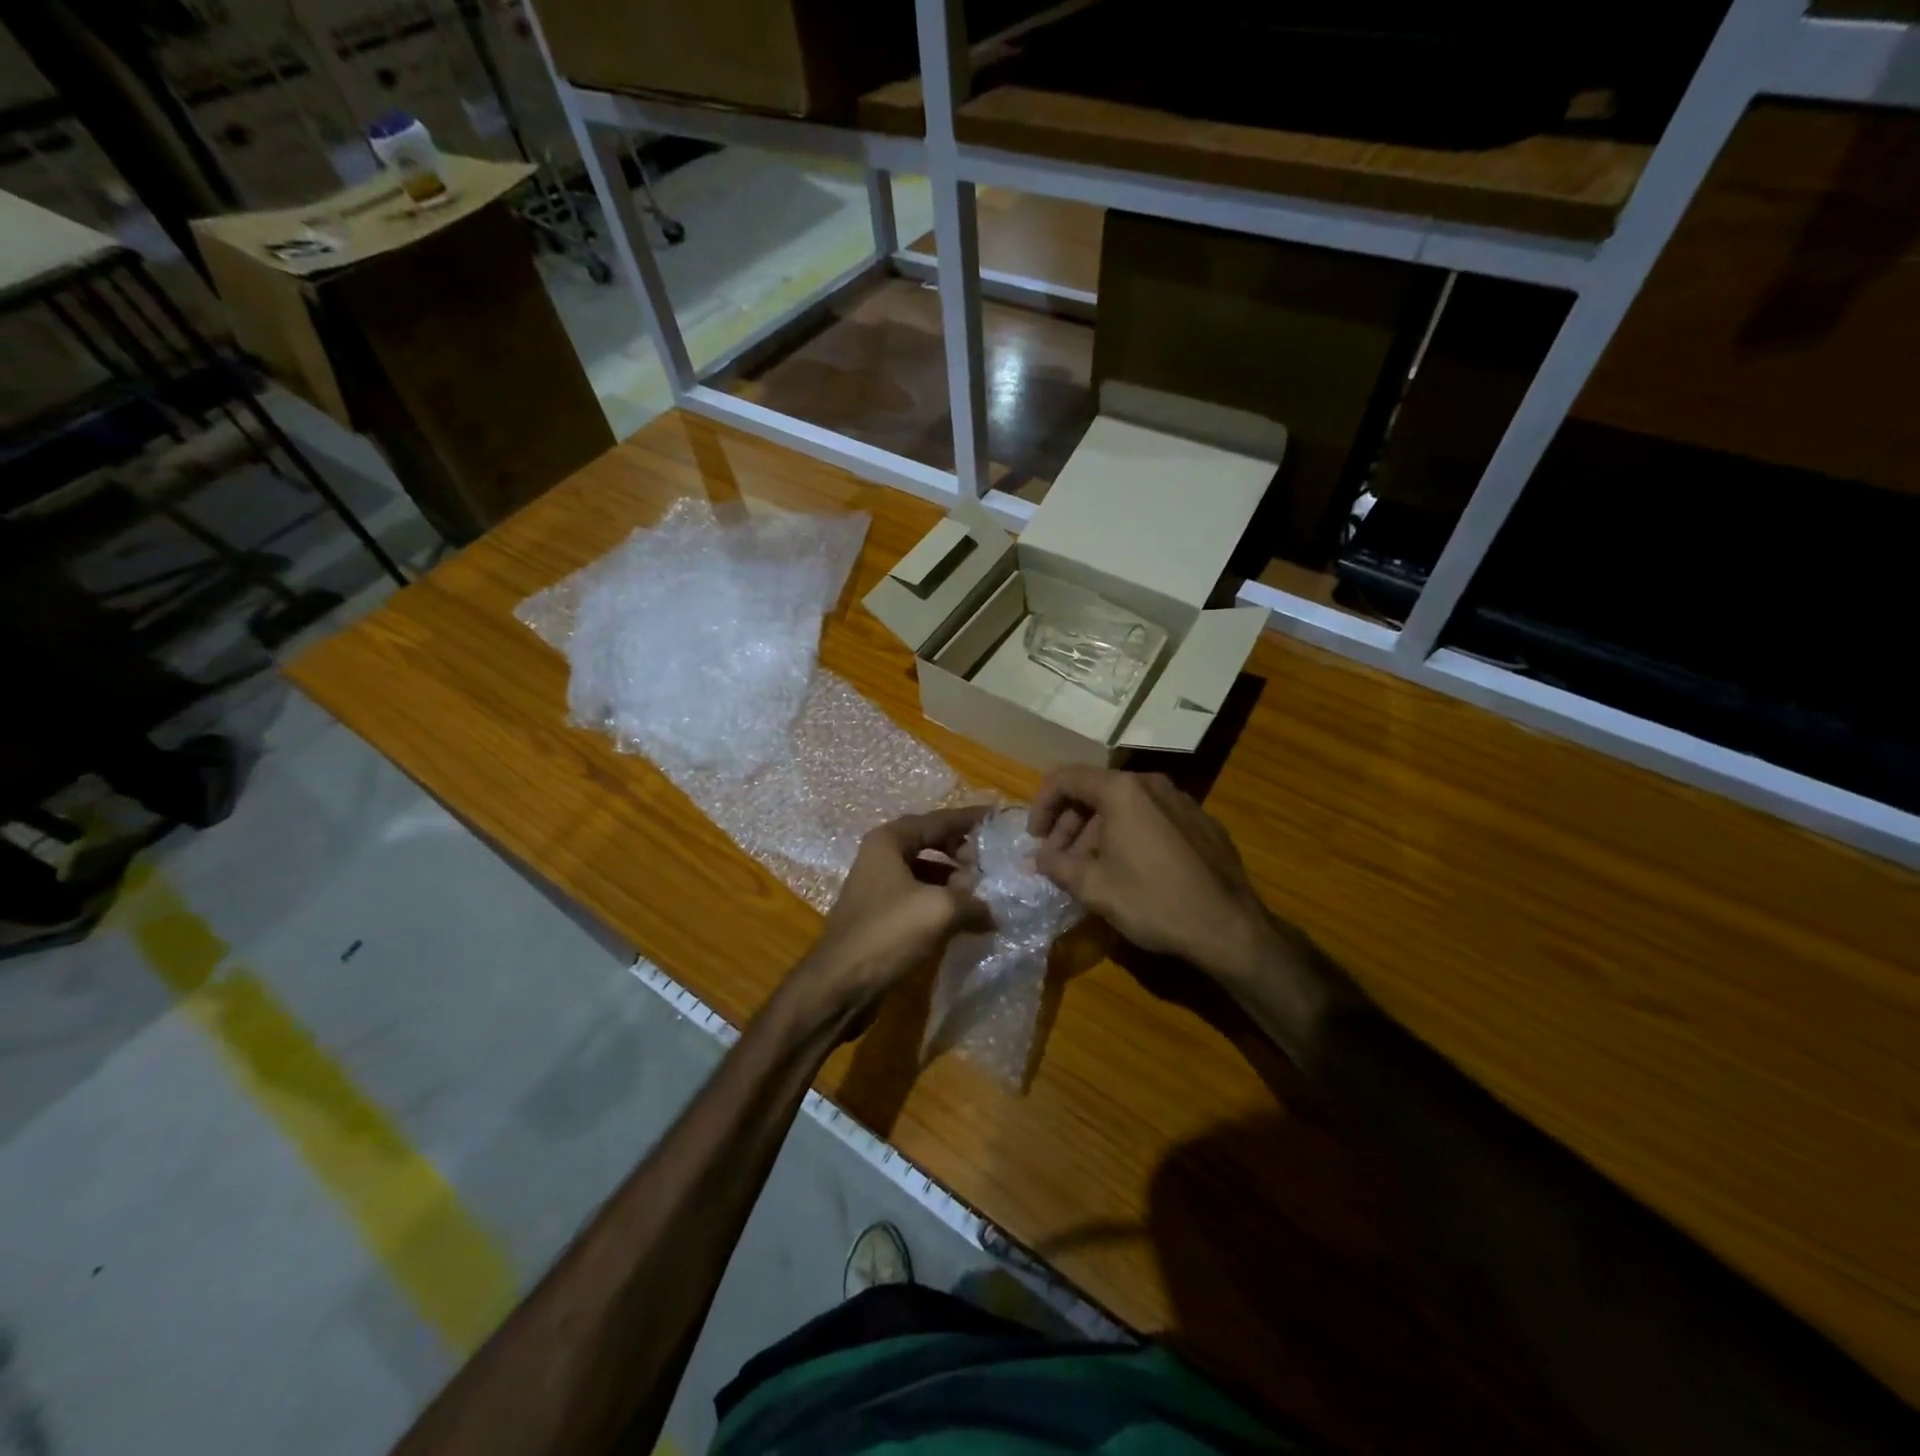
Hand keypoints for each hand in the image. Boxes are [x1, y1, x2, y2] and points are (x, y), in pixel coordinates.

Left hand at [792, 806, 992, 1022]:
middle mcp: (880, 856)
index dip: (969, 820)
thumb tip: (992, 911)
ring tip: (983, 894)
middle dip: (962, 852)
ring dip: (954, 880)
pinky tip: (963, 918)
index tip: (997, 818)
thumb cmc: (888, 933)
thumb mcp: (940, 910)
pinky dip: (941, 902)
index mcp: (889, 841)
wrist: (840, 984)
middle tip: (991, 865)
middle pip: (930, 842)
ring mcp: (878, 886)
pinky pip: (918, 896)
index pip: (938, 820)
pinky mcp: (880, 914)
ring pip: (925, 872)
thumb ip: (973, 901)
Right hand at [1027, 767, 1280, 986]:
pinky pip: (1153, 819)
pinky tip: (1130, 872)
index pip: (1066, 779)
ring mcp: (1182, 801)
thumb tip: (1033, 860)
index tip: (1035, 839)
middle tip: (1058, 860)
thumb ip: (1056, 866)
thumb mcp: (1094, 887)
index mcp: (1123, 791)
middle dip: (1070, 824)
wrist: (1229, 928)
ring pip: (1125, 807)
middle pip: (1096, 792)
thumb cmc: (1153, 901)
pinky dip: (1130, 836)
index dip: (1042, 806)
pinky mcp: (1202, 823)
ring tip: (1090, 871)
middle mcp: (1152, 784)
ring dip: (1098, 833)